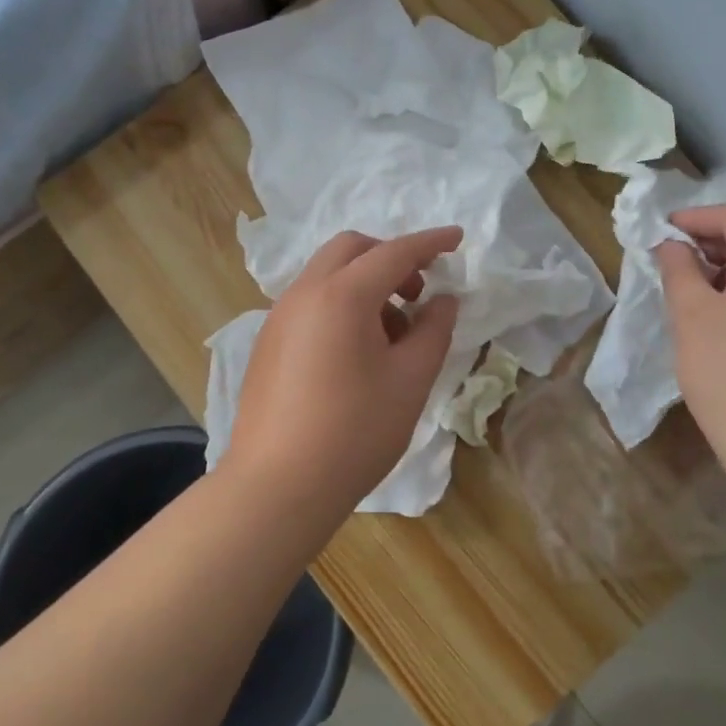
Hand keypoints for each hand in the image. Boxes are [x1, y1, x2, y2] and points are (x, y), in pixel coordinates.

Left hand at [224, 227, 462, 514]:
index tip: (457, 238)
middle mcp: (304, 294)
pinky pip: (311, 303)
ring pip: (328, 276)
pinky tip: (357, 354)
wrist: (277, 486)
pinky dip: (341, 306)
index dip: (430, 242)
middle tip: (418, 293)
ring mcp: (279, 318)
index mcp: (341, 295)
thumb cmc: (354, 432)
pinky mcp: (268, 344)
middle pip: (351, 249)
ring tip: (392, 336)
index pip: (394, 252)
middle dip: (390, 258)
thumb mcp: (410, 381)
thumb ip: (434, 330)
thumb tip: (442, 301)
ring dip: (365, 285)